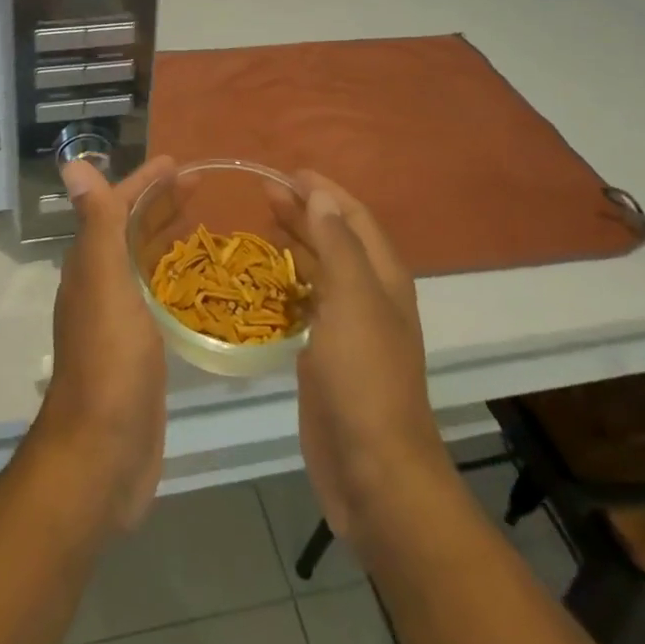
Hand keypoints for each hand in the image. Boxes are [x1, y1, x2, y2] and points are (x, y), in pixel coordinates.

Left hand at [29, 156, 173, 532]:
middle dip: (160, 203)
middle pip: (130, 230)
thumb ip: (96, 223)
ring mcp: (119, 319)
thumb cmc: (109, 361)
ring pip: (144, 262)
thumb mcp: (105, 282)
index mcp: (91, 264)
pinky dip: (174, 277)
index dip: (142, 182)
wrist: (102, 454)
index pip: (115, 207)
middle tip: (200, 185)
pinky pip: (157, 297)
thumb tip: (71, 163)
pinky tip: (197, 282)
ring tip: (203, 221)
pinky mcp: (140, 349)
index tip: (177, 163)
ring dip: (166, 236)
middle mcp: (101, 285)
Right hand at [275, 173, 453, 548]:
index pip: (354, 217)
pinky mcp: (326, 355)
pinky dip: (288, 282)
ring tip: (261, 223)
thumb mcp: (353, 300)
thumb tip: (321, 194)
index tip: (286, 172)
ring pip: (320, 270)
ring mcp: (348, 327)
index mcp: (383, 277)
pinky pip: (306, 303)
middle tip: (262, 192)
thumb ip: (337, 244)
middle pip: (335, 238)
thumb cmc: (364, 378)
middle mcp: (369, 295)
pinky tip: (265, 279)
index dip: (324, 190)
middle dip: (304, 211)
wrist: (373, 471)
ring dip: (296, 242)